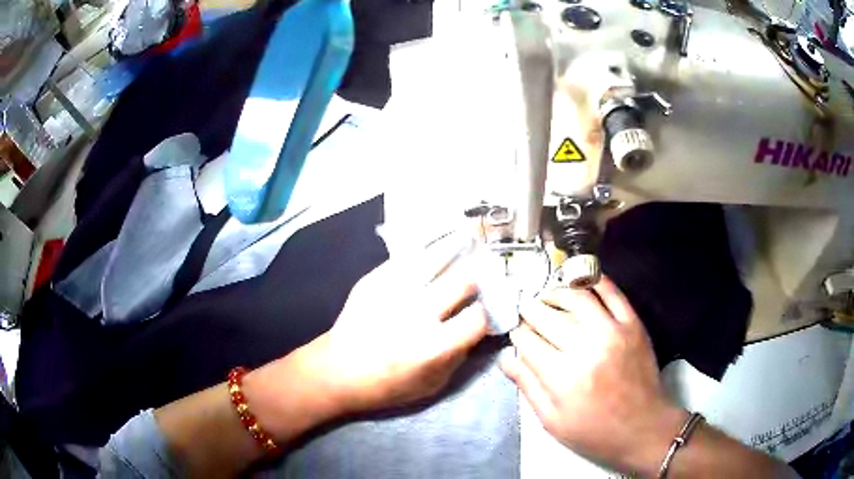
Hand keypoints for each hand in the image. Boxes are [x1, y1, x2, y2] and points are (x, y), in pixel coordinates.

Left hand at [302, 236, 488, 414]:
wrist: (337, 371)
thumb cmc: (387, 385)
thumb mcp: (432, 384)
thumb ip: (459, 356)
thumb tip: (476, 329)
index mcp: (434, 346)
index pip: (478, 317)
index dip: (485, 315)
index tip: (482, 314)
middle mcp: (418, 314)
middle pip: (462, 281)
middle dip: (473, 282)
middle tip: (474, 282)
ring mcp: (393, 292)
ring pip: (436, 259)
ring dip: (455, 253)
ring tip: (464, 243)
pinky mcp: (374, 280)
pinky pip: (407, 258)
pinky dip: (425, 253)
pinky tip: (433, 249)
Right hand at [500, 275, 686, 475]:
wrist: (643, 427)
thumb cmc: (594, 432)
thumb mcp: (552, 422)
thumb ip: (528, 387)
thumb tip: (507, 357)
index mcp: (562, 377)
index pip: (527, 340)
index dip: (517, 333)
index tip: (516, 333)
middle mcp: (586, 347)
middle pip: (547, 314)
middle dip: (530, 310)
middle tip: (527, 312)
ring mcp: (613, 331)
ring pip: (576, 296)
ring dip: (556, 292)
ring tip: (548, 298)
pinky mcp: (632, 324)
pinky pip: (612, 292)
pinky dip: (593, 281)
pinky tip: (580, 282)